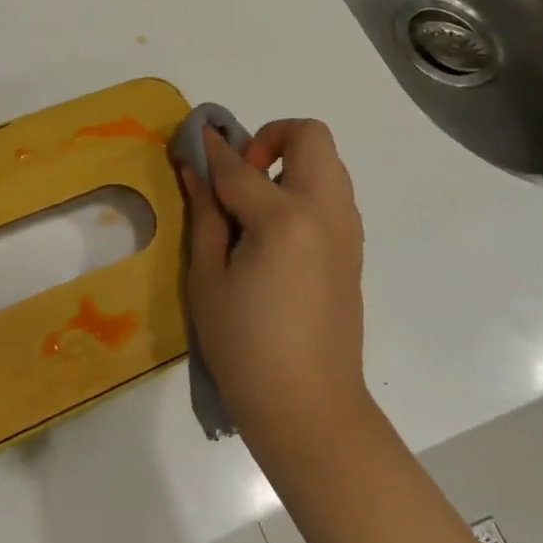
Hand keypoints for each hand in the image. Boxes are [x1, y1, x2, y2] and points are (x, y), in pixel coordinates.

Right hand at [180, 119, 370, 462]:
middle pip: (310, 137)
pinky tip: (273, 235)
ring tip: (253, 207)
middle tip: (240, 176)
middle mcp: (326, 212)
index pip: (239, 167)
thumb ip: (205, 214)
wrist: (308, 407)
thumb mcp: (207, 278)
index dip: (209, 148)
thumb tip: (195, 168)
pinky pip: (331, 195)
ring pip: (327, 163)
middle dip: (270, 138)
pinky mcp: (352, 250)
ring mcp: (346, 230)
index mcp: (285, 220)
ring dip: (289, 163)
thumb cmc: (244, 346)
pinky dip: (303, 190)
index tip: (190, 134)